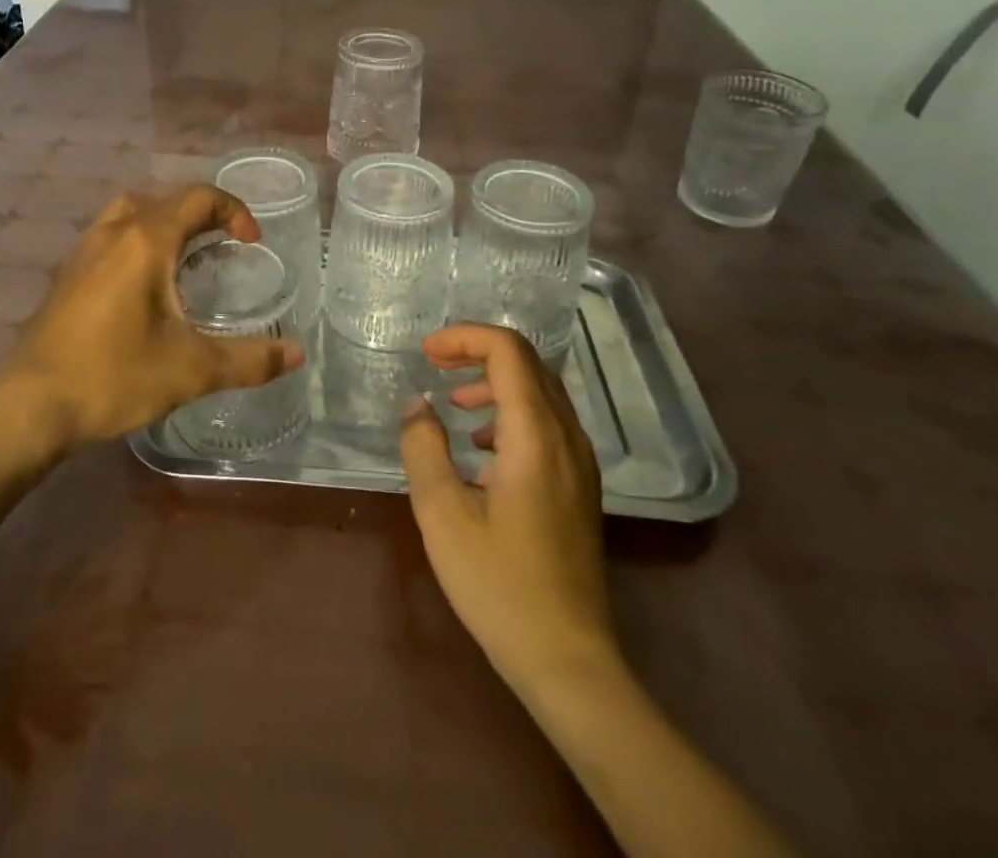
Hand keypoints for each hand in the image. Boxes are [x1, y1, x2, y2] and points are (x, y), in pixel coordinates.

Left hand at [0, 185, 304, 454]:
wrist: (30, 406)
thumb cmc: (114, 377)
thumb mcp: (191, 370)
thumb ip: (249, 359)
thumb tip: (296, 354)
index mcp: (146, 241)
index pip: (198, 198)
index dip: (234, 211)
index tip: (252, 244)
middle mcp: (114, 232)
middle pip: (165, 200)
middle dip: (202, 216)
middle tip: (223, 247)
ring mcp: (84, 251)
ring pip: (131, 213)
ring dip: (164, 223)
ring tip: (185, 258)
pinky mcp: (66, 275)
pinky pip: (110, 237)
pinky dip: (137, 241)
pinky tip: (143, 287)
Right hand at [399, 324, 619, 692]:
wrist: (568, 659)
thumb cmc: (499, 586)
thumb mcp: (442, 515)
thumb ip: (423, 448)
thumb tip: (417, 405)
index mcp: (536, 436)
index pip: (508, 351)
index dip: (465, 337)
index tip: (426, 353)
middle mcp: (567, 437)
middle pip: (528, 363)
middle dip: (477, 352)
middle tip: (434, 365)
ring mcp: (580, 462)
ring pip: (540, 391)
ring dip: (495, 381)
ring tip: (454, 402)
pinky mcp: (580, 485)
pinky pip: (548, 422)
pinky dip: (510, 411)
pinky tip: (481, 448)